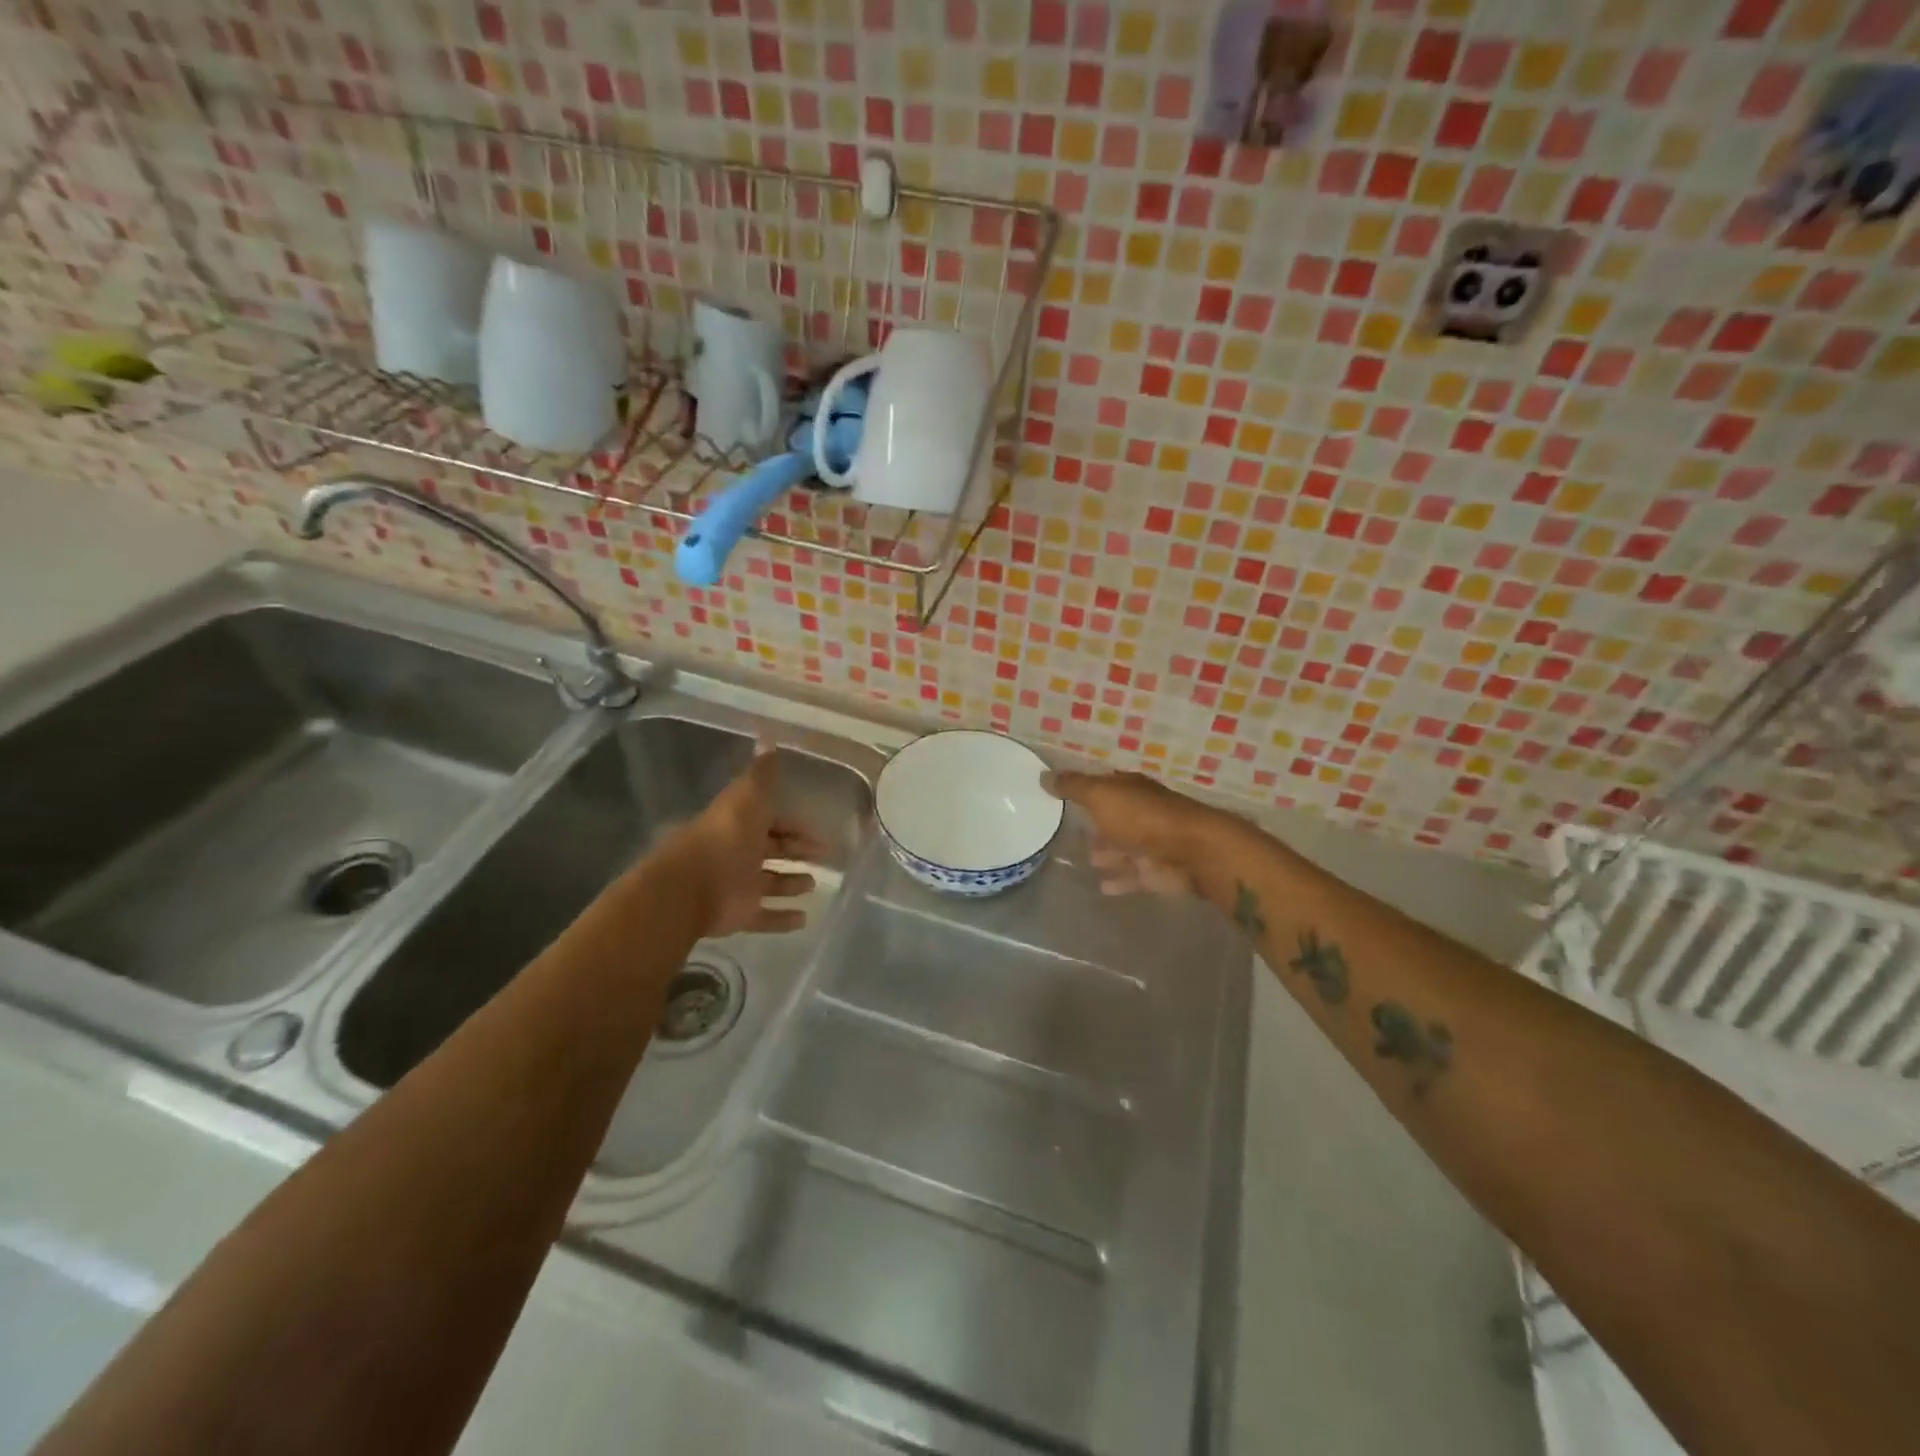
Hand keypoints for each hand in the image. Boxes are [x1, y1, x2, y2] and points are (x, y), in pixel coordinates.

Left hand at [676, 747, 826, 936]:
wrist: (691, 886)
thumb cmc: (725, 837)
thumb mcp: (748, 796)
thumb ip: (762, 774)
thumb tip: (770, 739)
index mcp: (740, 824)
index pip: (771, 820)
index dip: (793, 824)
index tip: (817, 830)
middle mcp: (739, 853)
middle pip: (773, 850)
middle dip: (796, 850)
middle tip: (825, 855)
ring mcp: (739, 885)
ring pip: (770, 883)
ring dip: (791, 883)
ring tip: (814, 885)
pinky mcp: (739, 914)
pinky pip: (765, 916)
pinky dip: (783, 918)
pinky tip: (804, 918)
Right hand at [1042, 769, 1223, 897]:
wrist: (1192, 852)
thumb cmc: (1142, 818)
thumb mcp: (1100, 796)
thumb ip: (1073, 787)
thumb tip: (1042, 775)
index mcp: (1130, 789)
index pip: (1105, 784)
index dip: (1085, 787)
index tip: (1062, 794)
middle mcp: (1142, 813)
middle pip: (1114, 816)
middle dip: (1096, 822)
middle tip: (1068, 829)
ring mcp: (1151, 843)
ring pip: (1123, 847)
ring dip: (1106, 852)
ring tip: (1082, 858)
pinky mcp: (1157, 872)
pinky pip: (1132, 876)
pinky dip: (1119, 880)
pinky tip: (1100, 887)